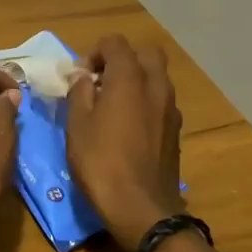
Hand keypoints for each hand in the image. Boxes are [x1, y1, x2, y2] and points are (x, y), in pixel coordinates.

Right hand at [65, 35, 183, 247]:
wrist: (141, 208)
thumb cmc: (100, 162)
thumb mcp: (76, 125)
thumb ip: (79, 92)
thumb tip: (83, 76)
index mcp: (129, 79)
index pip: (116, 43)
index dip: (94, 52)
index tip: (80, 76)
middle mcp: (156, 86)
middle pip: (145, 54)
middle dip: (122, 60)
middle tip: (100, 81)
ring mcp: (170, 109)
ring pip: (156, 78)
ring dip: (135, 81)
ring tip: (111, 105)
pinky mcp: (175, 131)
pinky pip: (160, 102)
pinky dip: (145, 102)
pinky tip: (127, 127)